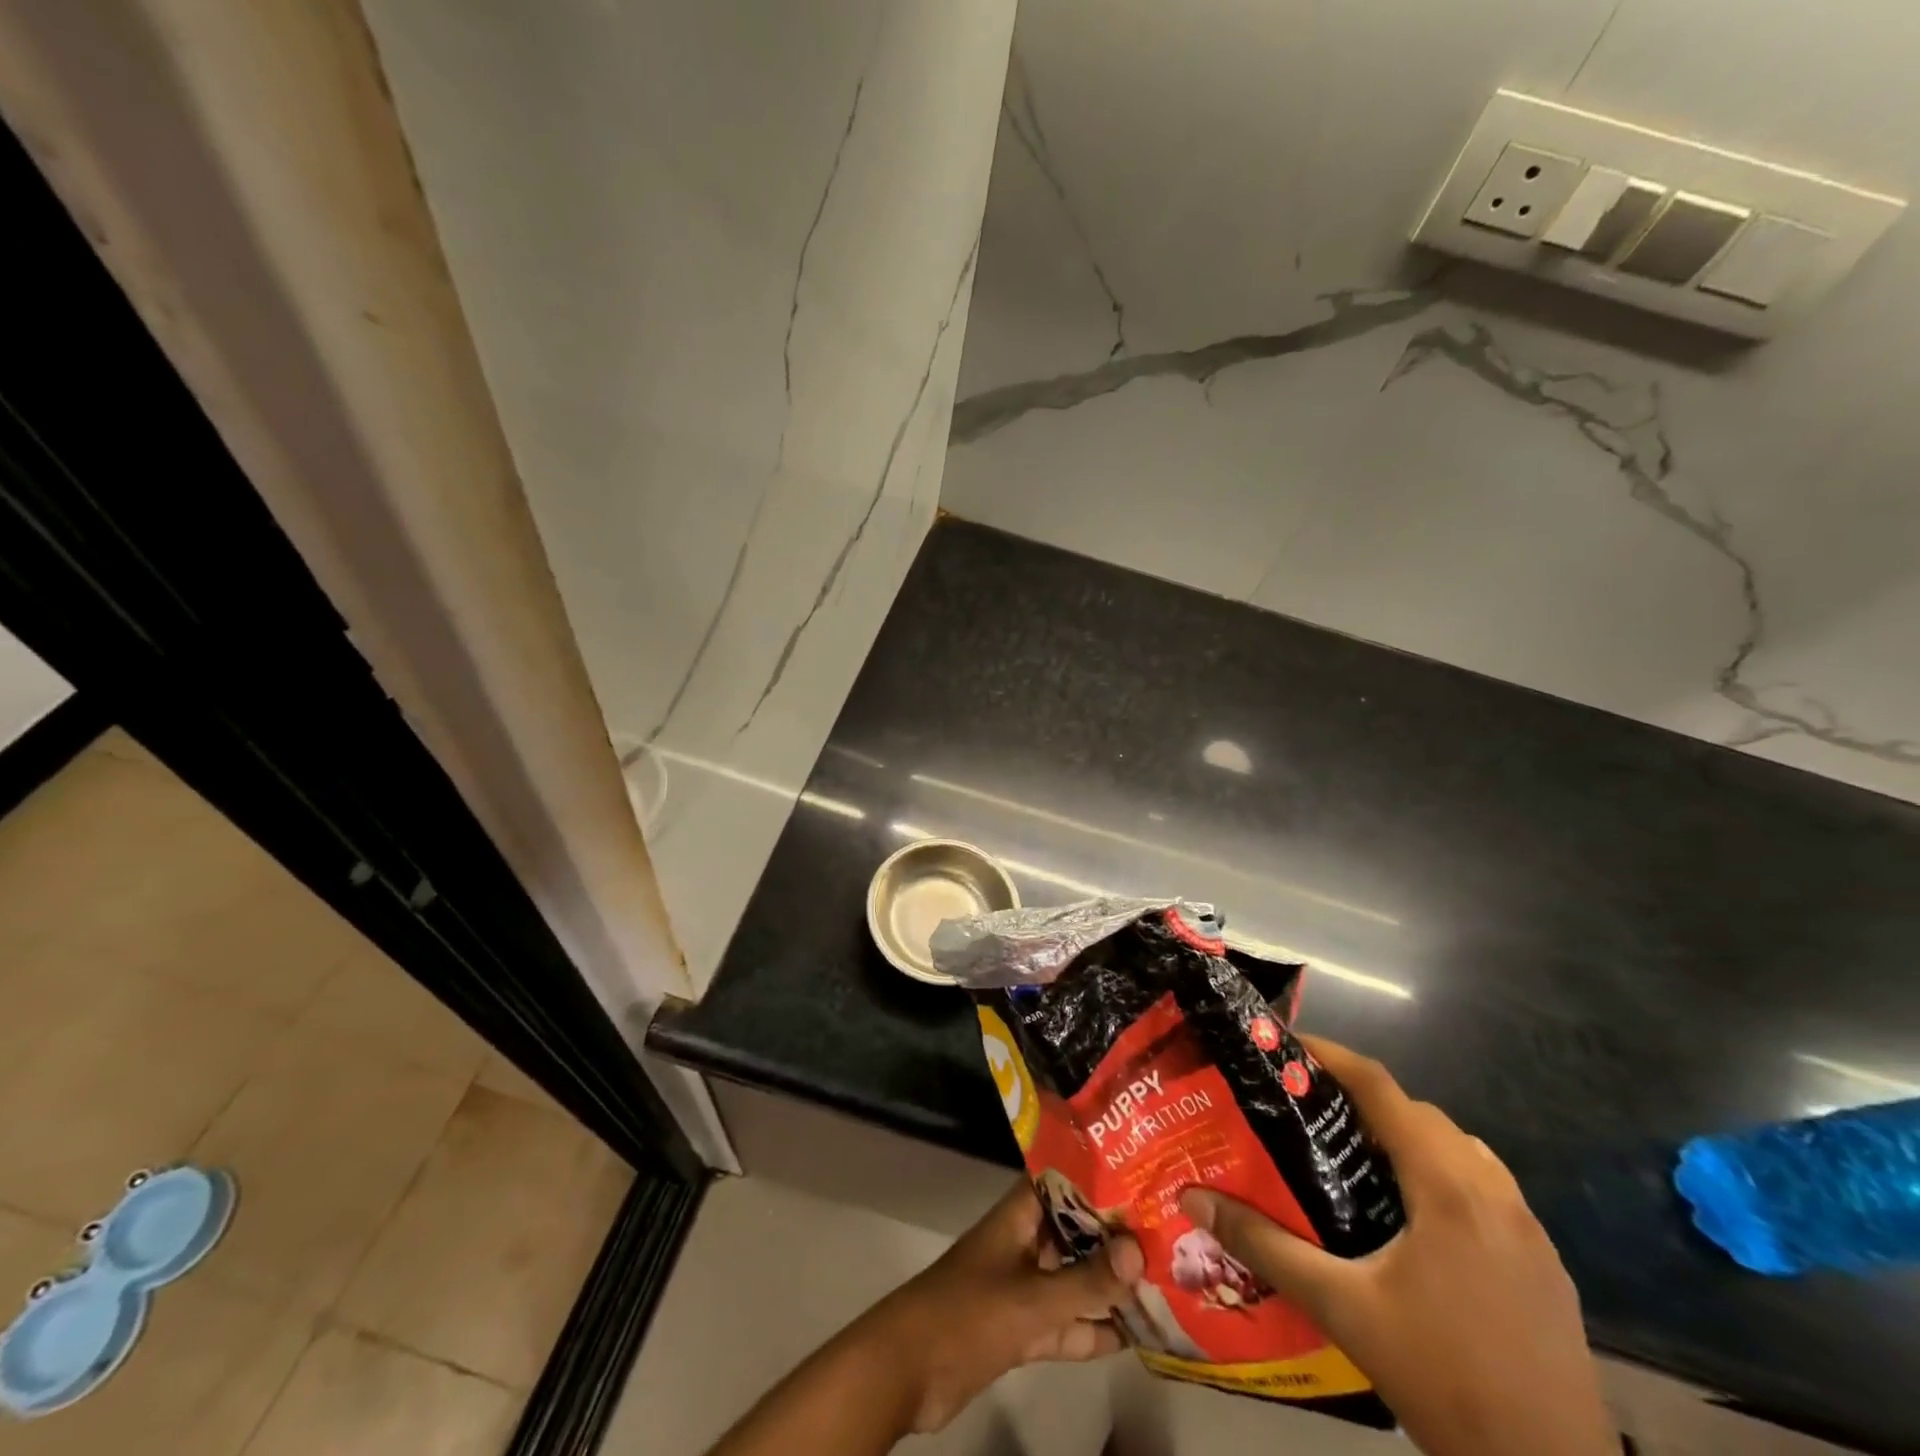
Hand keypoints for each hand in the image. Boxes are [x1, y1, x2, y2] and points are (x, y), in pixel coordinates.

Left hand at [855, 1180, 1143, 1432]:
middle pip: (1074, 1230)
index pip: (1063, 1180)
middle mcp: (1024, 1242)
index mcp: (1019, 1215)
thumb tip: (1140, 1250)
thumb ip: (1086, 1282)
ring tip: (1165, 1282)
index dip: (1099, 1175)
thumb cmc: (968, 1313)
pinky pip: (1065, 1322)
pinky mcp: (1021, 1327)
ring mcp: (1022, 1285)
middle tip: (1169, 1233)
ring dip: (1109, 1284)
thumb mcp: (1032, 1299)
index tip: (1143, 1173)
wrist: (908, 1371)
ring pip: (1073, 1278)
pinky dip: (1092, 1328)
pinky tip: (1134, 1334)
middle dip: (1115, 1235)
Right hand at [1181, 1037, 1616, 1455]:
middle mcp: (1493, 1190)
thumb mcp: (1342, 1309)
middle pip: (1418, 1113)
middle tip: (1304, 1111)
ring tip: (1352, 1158)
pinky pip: (1483, 1186)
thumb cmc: (1444, 1379)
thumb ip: (1265, 1246)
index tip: (1286, 1048)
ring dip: (1404, 1136)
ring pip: (1456, 1147)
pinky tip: (1410, 1219)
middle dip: (1360, 1098)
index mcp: (1447, 1185)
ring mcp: (1528, 1228)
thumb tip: (1194, 1200)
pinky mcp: (1544, 1264)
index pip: (1382, 1088)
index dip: (1332, 1056)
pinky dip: (1439, 1173)